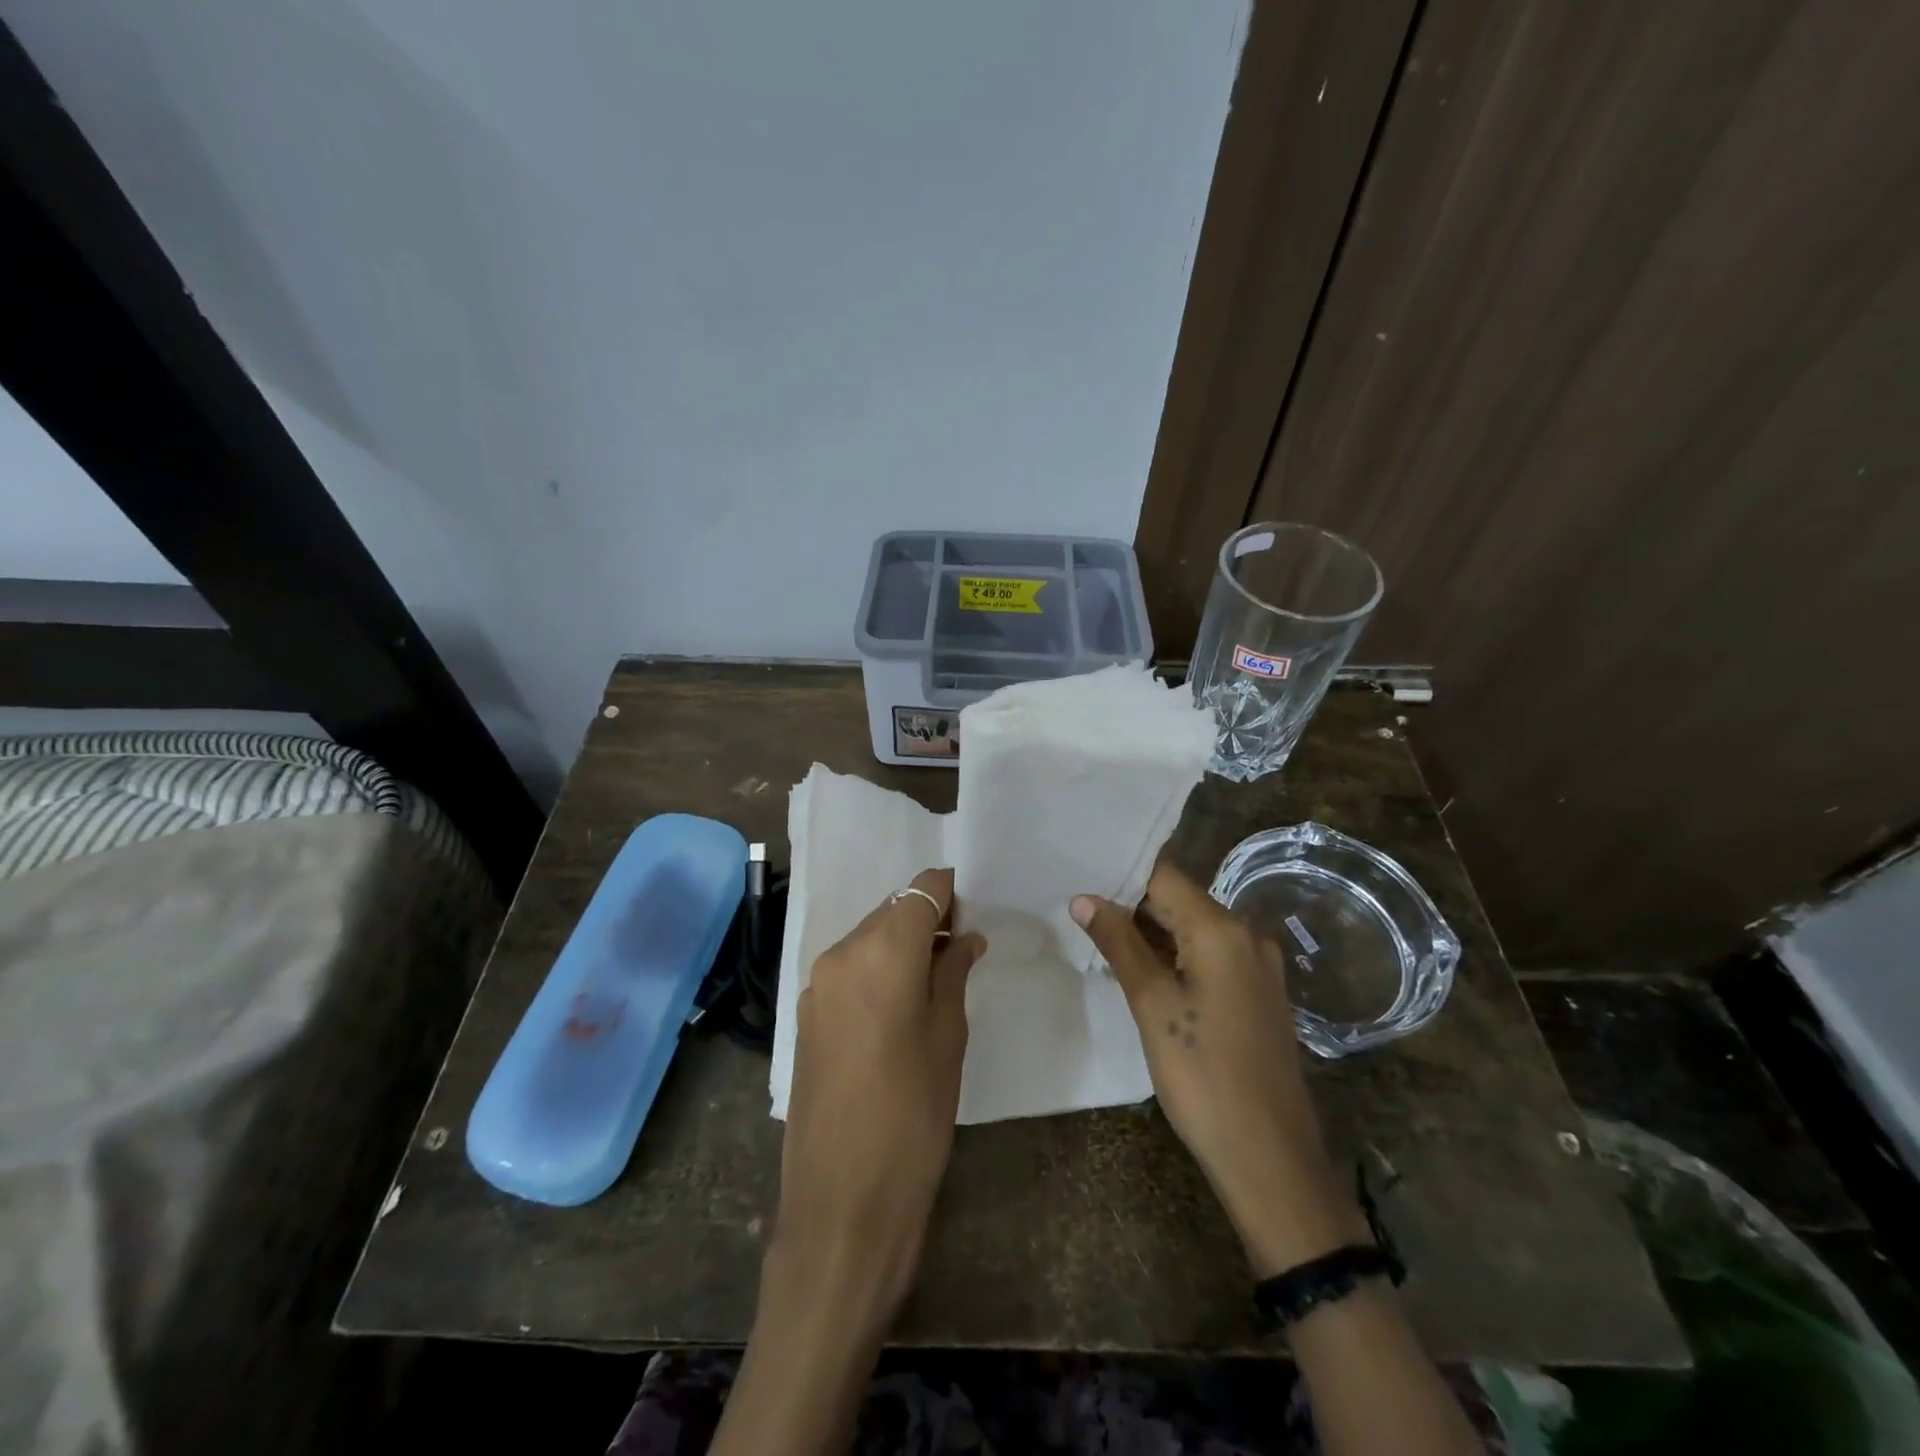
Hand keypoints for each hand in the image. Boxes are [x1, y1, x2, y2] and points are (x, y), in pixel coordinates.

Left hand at [770, 867, 985, 1332]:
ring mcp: (817, 983)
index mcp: (882, 953)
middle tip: (959, 950)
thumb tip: (965, 939)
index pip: (920, 891)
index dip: (948, 892)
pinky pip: (849, 968)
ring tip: (933, 980)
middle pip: (891, 911)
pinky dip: (876, 968)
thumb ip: (953, 975)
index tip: (971, 911)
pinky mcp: (806, 1012)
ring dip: (900, 944)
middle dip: (926, 918)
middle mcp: (842, 954)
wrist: (842, 1203)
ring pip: (868, 937)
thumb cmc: (913, 1118)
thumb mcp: (948, 1040)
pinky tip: (897, 1004)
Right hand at [1070, 862, 1367, 1275]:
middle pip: (1180, 901)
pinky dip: (1175, 956)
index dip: (1121, 874)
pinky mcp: (1258, 994)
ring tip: (1100, 937)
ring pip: (1193, 930)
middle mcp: (1247, 936)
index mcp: (1223, 930)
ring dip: (1151, 933)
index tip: (1080, 874)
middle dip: (1131, 905)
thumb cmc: (1204, 1077)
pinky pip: (1210, 956)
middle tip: (1080, 909)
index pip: (1164, 876)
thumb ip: (1119, 944)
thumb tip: (1084, 899)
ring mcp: (1258, 966)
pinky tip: (1141, 972)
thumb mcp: (1152, 1005)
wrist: (1270, 1158)